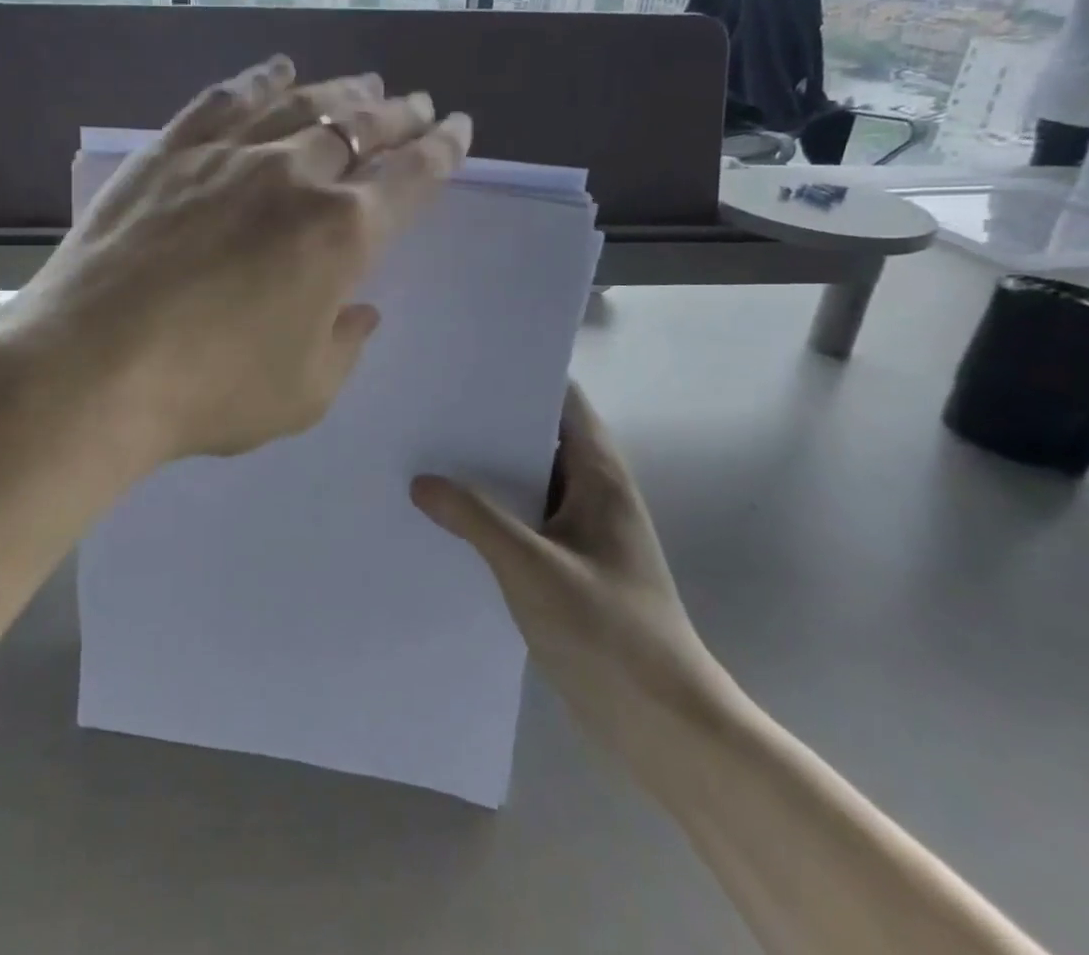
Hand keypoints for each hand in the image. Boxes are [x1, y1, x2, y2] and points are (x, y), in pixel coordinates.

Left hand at [4, 56, 471, 467]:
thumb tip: (360, 309)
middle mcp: (294, 177)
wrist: (90, 368)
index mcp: (341, 235)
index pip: (410, 178)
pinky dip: (259, 79)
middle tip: (417, 105)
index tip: (458, 130)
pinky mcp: (171, 151)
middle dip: (398, 115)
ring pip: (301, 104)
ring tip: (364, 83)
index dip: (442, 151)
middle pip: (361, 129)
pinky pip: (226, 100)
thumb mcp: (304, 393)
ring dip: (341, 91)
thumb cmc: (208, 391)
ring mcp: (228, 155)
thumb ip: (344, 344)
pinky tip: (275, 70)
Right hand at [411, 382, 735, 772]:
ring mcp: (582, 531)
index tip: (466, 361)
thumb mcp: (532, 568)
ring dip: (486, 469)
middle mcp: (593, 493)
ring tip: (424, 450)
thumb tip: (421, 481)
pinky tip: (446, 515)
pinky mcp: (569, 565)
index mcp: (599, 476)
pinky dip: (491, 510)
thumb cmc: (609, 633)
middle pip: (539, 436)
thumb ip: (475, 518)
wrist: (666, 727)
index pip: (563, 400)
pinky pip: (524, 520)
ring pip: (528, 480)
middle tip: (429, 403)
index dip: (520, 374)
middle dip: (488, 420)